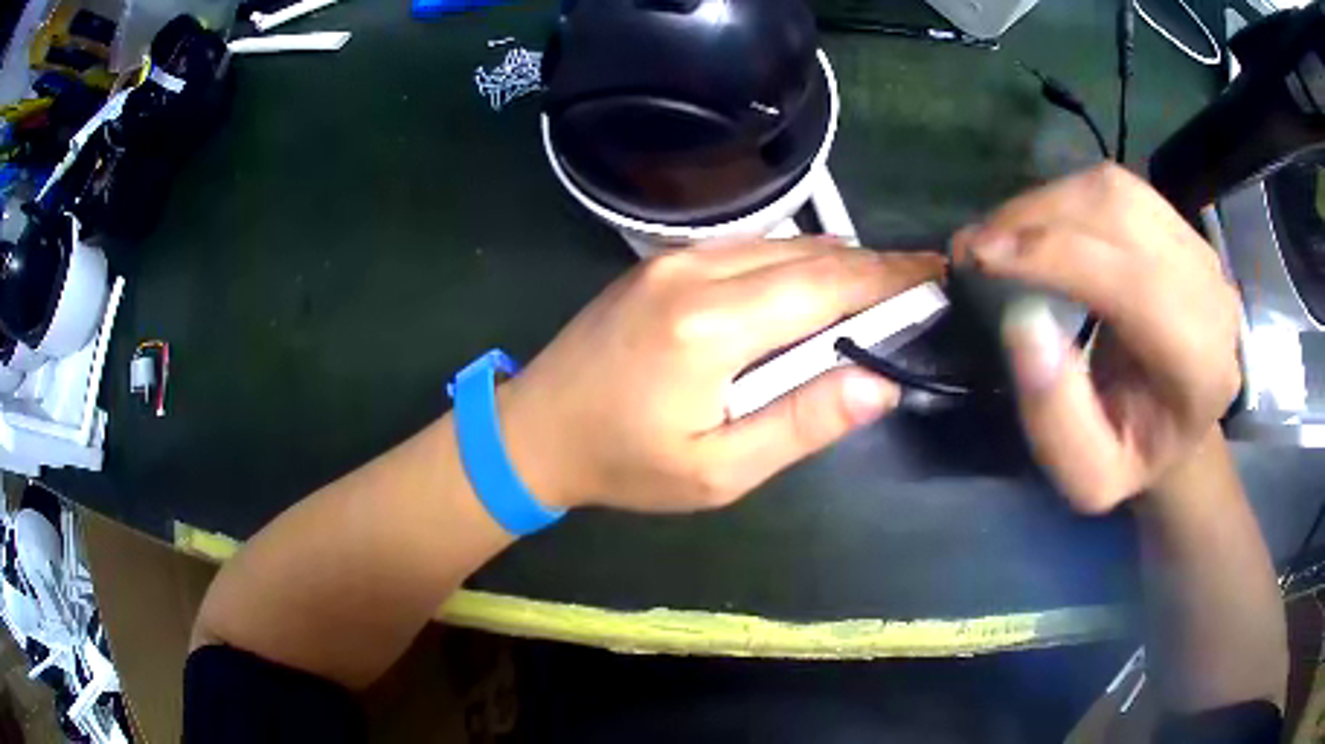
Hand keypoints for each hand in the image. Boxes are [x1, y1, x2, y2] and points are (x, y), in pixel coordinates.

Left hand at [497, 238, 944, 512]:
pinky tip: (818, 284)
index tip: (937, 276)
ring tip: (884, 286)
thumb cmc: (624, 463)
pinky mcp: (663, 260)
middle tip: (923, 280)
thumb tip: (879, 382)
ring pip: (783, 244)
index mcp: (712, 326)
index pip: (827, 286)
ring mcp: (675, 258)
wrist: (534, 428)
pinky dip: (797, 261)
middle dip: (874, 266)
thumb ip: (802, 423)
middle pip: (810, 255)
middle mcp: (696, 271)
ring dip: (838, 262)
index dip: (890, 279)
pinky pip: (750, 248)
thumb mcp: (717, 470)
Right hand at [952, 164, 1240, 513]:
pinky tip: (1039, 226)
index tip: (979, 256)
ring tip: (1001, 235)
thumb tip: (1021, 321)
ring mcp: (1200, 249)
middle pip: (1121, 217)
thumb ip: (1056, 418)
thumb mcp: (1087, 477)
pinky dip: (1065, 196)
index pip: (1133, 283)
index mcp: (1201, 365)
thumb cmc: (1132, 456)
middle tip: (976, 245)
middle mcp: (1211, 292)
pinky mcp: (1181, 225)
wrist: (1176, 429)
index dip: (1054, 257)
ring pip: (1114, 189)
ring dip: (1046, 203)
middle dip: (1037, 218)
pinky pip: (1117, 186)